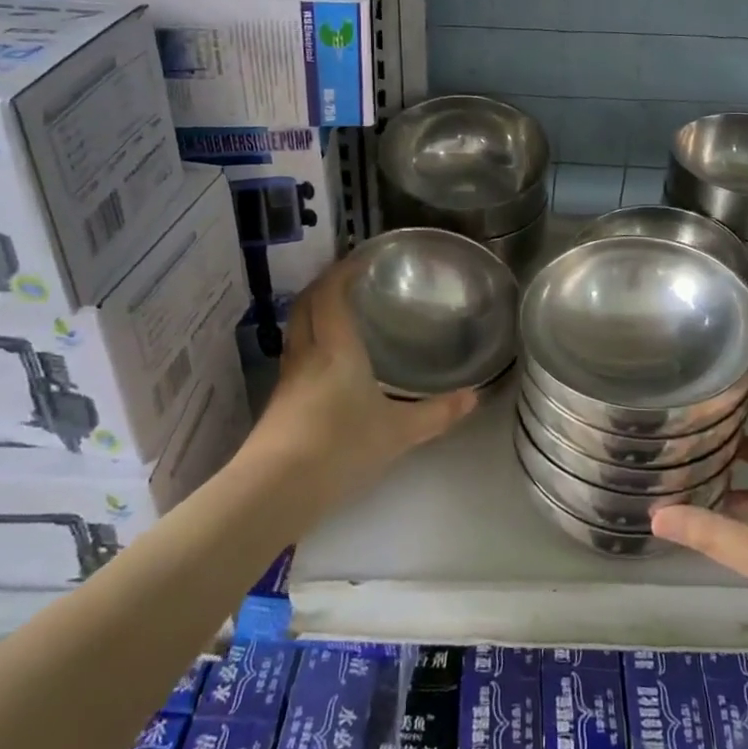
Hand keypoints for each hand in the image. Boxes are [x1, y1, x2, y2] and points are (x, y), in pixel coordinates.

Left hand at [243, 255, 478, 510]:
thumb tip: (473, 397)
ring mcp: (288, 379)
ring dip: (314, 312)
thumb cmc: (340, 446)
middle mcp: (307, 353)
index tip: (362, 257)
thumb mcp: (397, 432)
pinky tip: (326, 362)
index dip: (344, 269)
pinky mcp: (278, 404)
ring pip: (297, 329)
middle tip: (350, 278)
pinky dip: (310, 342)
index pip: (331, 292)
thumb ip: (435, 413)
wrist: (274, 490)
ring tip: (339, 313)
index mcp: (335, 346)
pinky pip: (295, 356)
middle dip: (325, 284)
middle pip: (307, 303)